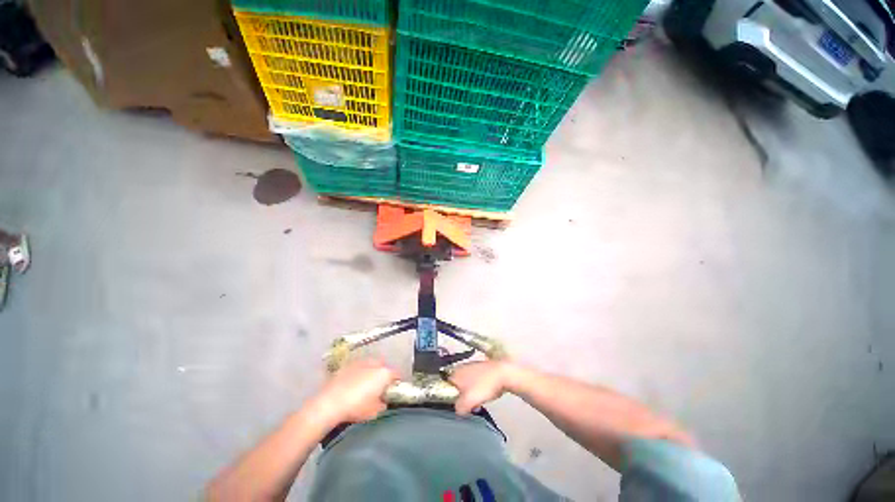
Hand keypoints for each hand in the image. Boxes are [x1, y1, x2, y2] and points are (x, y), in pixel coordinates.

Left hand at [309, 360, 398, 426]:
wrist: (329, 403)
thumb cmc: (356, 407)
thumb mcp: (375, 412)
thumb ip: (383, 404)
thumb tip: (383, 401)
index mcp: (385, 373)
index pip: (397, 375)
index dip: (396, 384)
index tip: (393, 392)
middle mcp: (375, 363)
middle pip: (384, 367)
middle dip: (383, 375)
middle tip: (379, 389)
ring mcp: (360, 362)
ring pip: (371, 365)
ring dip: (371, 372)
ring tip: (365, 386)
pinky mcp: (347, 365)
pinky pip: (358, 368)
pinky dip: (358, 373)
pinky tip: (352, 385)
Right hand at [449, 361, 518, 414]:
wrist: (503, 374)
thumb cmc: (484, 386)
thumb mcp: (468, 401)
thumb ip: (459, 407)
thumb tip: (457, 410)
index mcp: (455, 373)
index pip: (444, 385)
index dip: (447, 396)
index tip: (453, 405)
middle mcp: (460, 368)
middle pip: (455, 385)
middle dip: (459, 395)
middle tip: (466, 405)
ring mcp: (471, 367)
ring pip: (465, 383)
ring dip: (469, 393)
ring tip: (476, 402)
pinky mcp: (481, 369)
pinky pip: (474, 381)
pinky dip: (477, 389)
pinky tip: (483, 395)